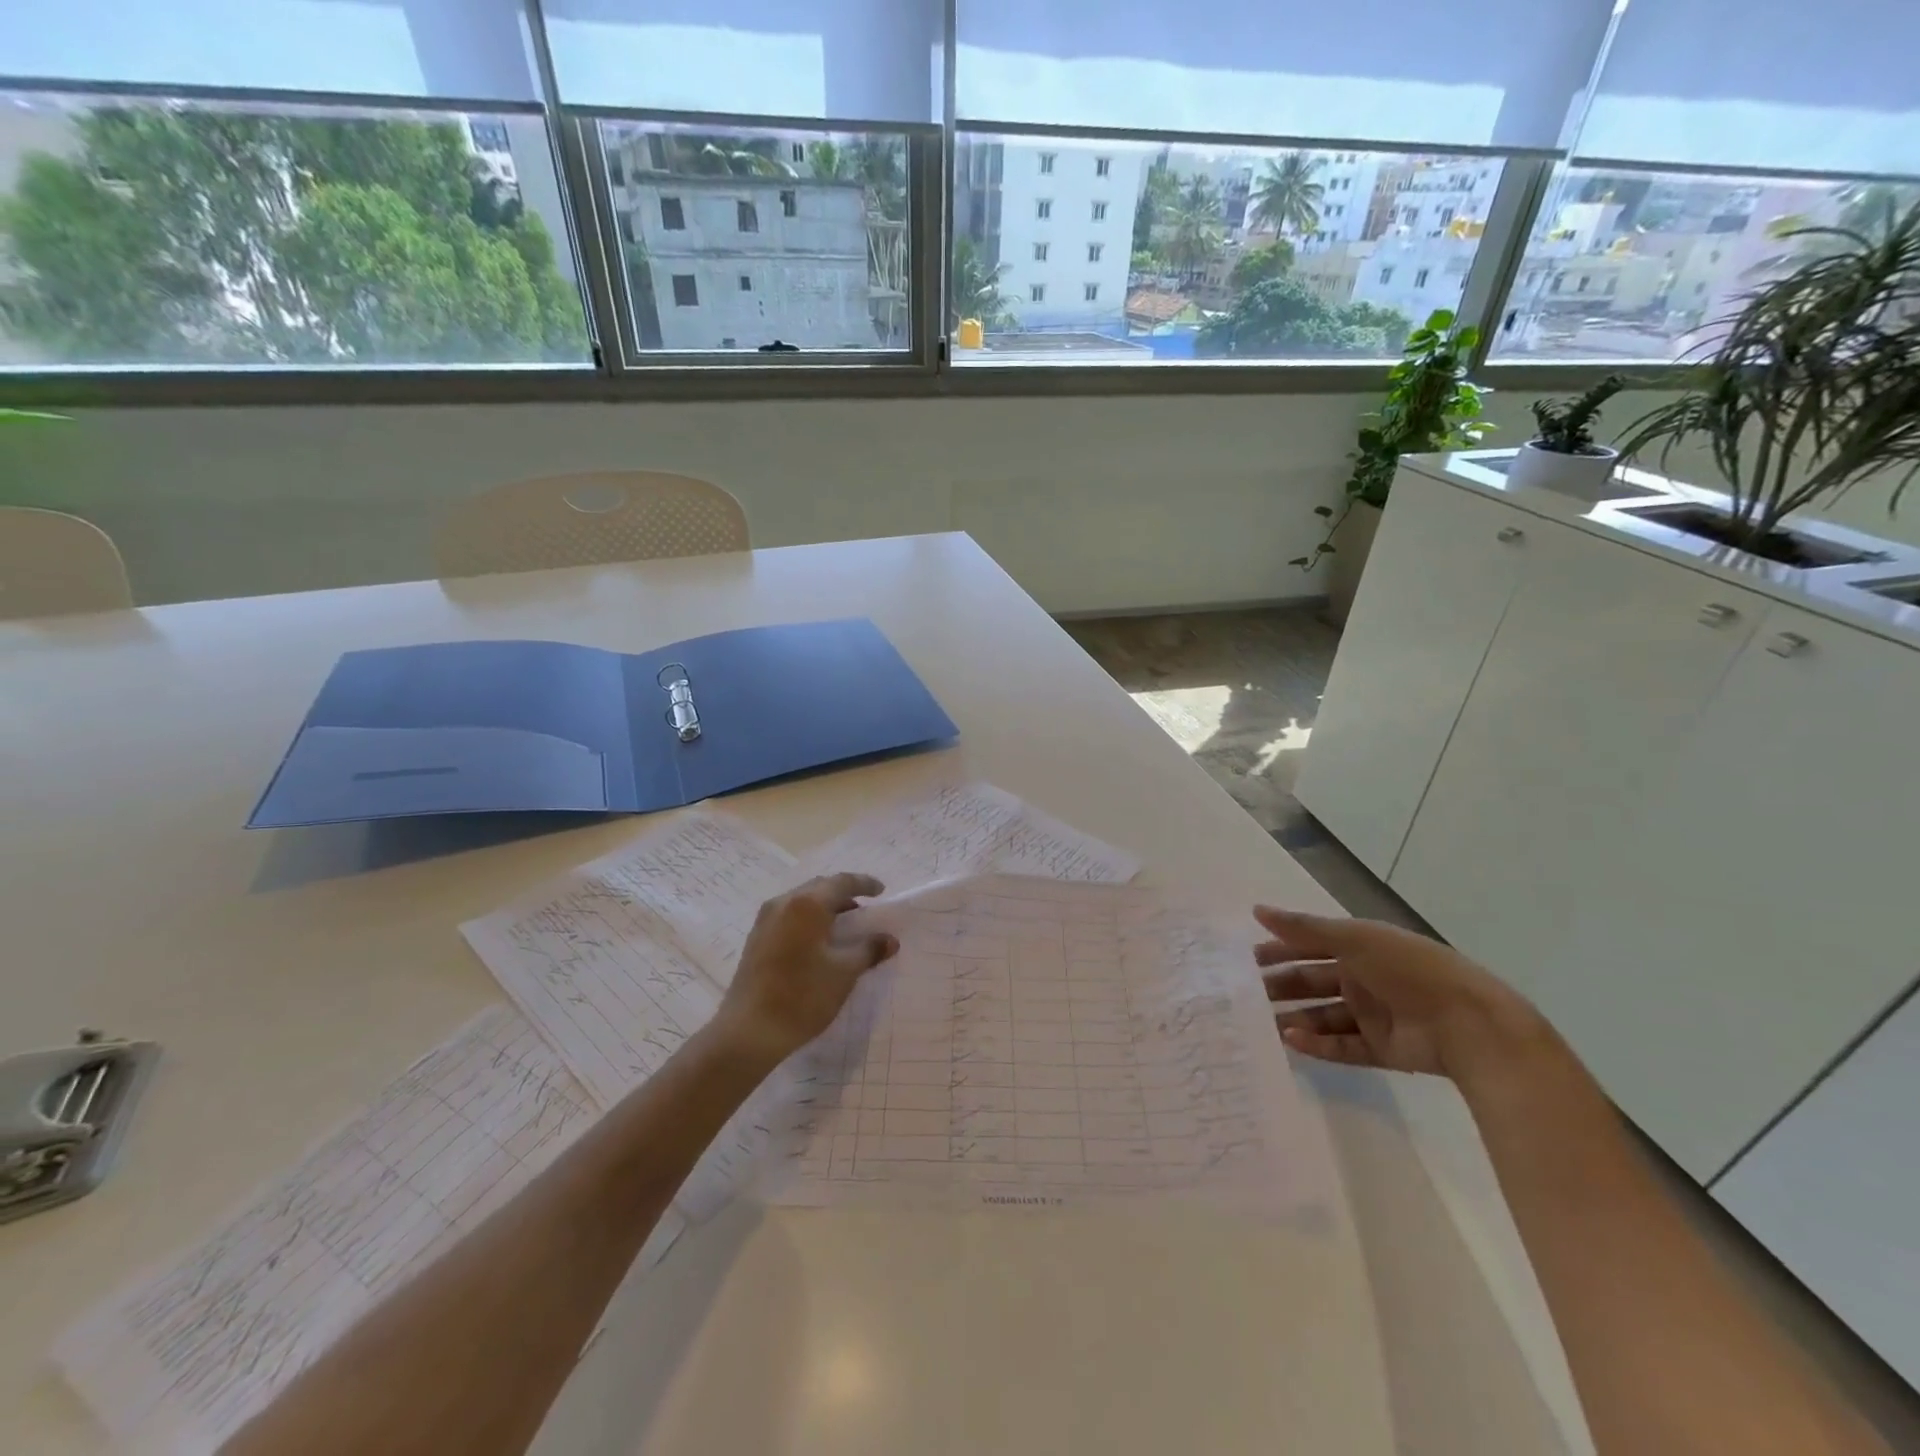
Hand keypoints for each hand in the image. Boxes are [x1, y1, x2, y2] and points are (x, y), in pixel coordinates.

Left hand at [710, 873, 898, 1066]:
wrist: (748, 1032)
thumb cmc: (802, 996)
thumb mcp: (844, 973)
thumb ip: (868, 950)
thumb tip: (889, 940)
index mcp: (807, 904)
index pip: (842, 882)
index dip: (865, 884)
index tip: (882, 891)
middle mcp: (783, 903)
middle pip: (820, 887)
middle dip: (844, 895)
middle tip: (864, 910)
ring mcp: (765, 920)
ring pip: (802, 902)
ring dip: (825, 908)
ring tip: (844, 927)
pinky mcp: (756, 938)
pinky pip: (789, 916)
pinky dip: (809, 920)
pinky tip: (819, 943)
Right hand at [1254, 905, 1548, 1080]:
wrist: (1470, 1024)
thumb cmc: (1408, 969)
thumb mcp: (1353, 939)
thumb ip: (1303, 928)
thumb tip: (1256, 910)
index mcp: (1359, 948)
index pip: (1308, 945)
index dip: (1277, 949)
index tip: (1244, 959)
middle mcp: (1363, 979)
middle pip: (1311, 981)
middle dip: (1279, 986)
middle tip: (1243, 995)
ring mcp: (1372, 1016)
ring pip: (1321, 1016)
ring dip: (1293, 1017)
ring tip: (1259, 1024)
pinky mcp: (1380, 1049)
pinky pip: (1340, 1046)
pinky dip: (1316, 1044)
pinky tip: (1291, 1041)